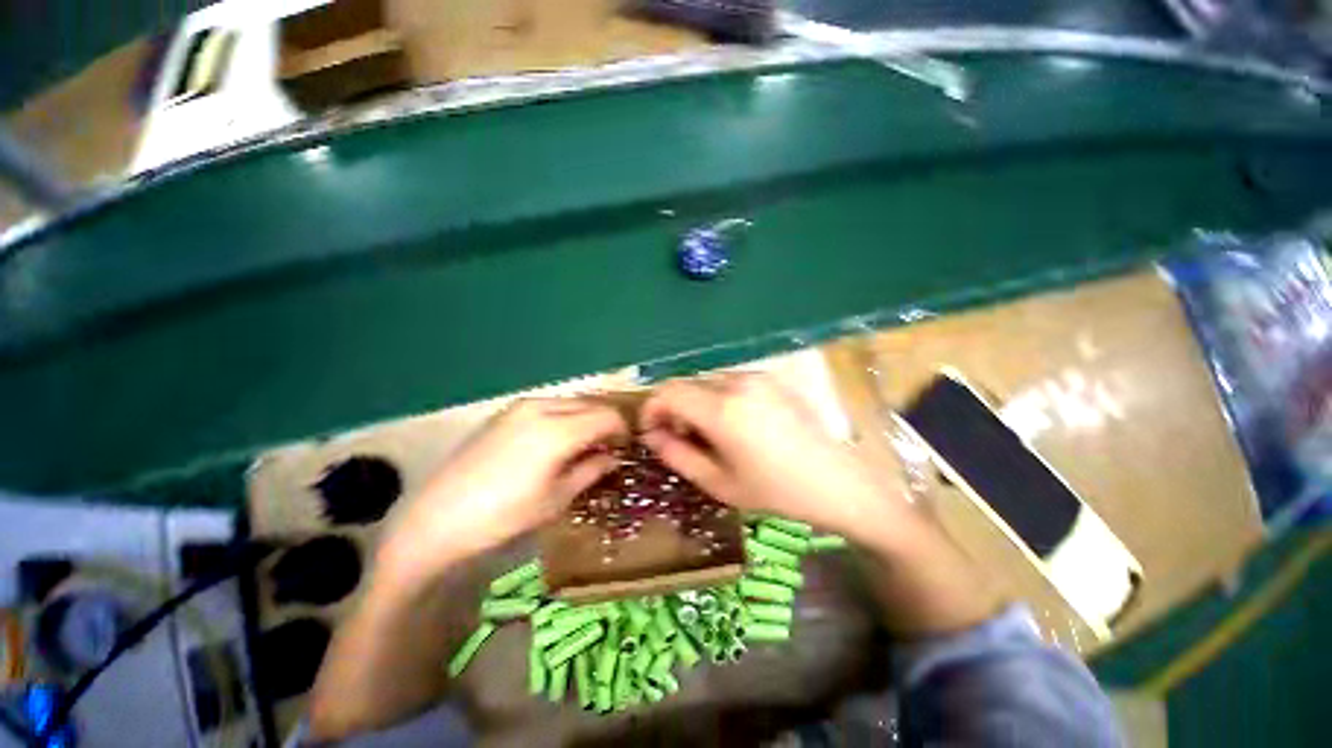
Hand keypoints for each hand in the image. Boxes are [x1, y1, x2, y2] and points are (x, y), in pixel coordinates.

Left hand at [376, 397, 627, 586]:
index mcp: (558, 430)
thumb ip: (591, 470)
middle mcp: (542, 407)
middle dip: (605, 423)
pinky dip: (563, 418)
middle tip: (606, 449)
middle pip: (590, 405)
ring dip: (584, 419)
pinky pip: (548, 407)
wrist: (438, 518)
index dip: (622, 431)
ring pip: (570, 403)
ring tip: (582, 447)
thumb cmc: (504, 515)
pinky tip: (555, 442)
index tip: (624, 449)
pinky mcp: (505, 413)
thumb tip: (613, 457)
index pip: (607, 416)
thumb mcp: (557, 498)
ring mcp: (520, 407)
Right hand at [642, 373, 1001, 634]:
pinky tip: (731, 425)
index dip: (651, 409)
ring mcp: (757, 377)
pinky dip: (716, 399)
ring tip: (705, 435)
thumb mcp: (718, 483)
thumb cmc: (776, 492)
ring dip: (695, 403)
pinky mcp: (771, 379)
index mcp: (722, 409)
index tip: (650, 432)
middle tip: (677, 439)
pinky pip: (729, 382)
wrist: (839, 483)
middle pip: (686, 384)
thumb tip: (652, 435)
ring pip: (707, 382)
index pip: (667, 392)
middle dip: (672, 409)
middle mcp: (737, 382)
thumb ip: (677, 455)